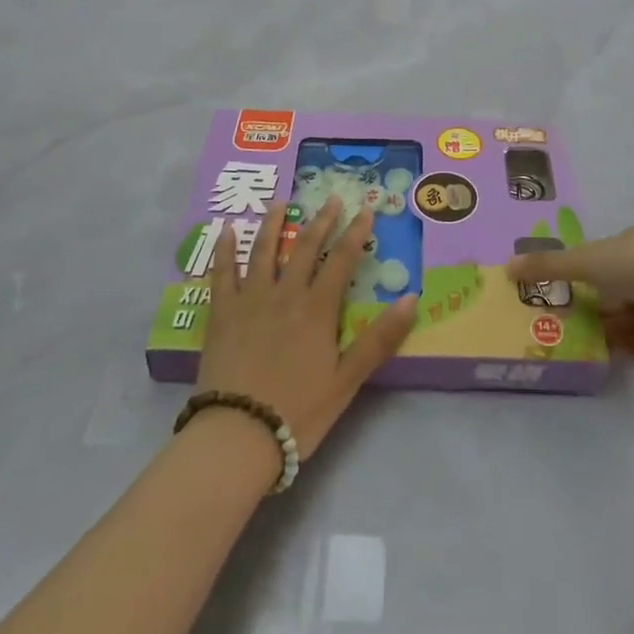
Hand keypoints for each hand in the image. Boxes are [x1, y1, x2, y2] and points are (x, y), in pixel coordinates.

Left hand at [197, 197, 417, 463]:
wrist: (238, 434)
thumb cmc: (299, 411)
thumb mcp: (347, 380)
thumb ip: (379, 339)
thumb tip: (412, 298)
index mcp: (317, 309)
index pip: (342, 260)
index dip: (355, 233)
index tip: (364, 209)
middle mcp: (285, 294)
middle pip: (305, 248)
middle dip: (321, 220)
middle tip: (331, 198)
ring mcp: (250, 300)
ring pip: (264, 251)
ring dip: (273, 224)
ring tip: (280, 202)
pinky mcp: (221, 313)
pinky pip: (222, 273)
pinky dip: (225, 249)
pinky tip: (225, 230)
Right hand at [505, 225, 633, 357]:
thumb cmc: (632, 262)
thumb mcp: (583, 260)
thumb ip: (548, 266)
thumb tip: (506, 268)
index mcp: (631, 243)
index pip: (600, 258)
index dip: (579, 272)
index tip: (556, 290)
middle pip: (611, 290)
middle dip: (589, 305)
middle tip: (556, 322)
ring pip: (625, 317)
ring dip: (603, 329)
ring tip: (573, 344)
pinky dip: (622, 348)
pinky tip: (601, 358)